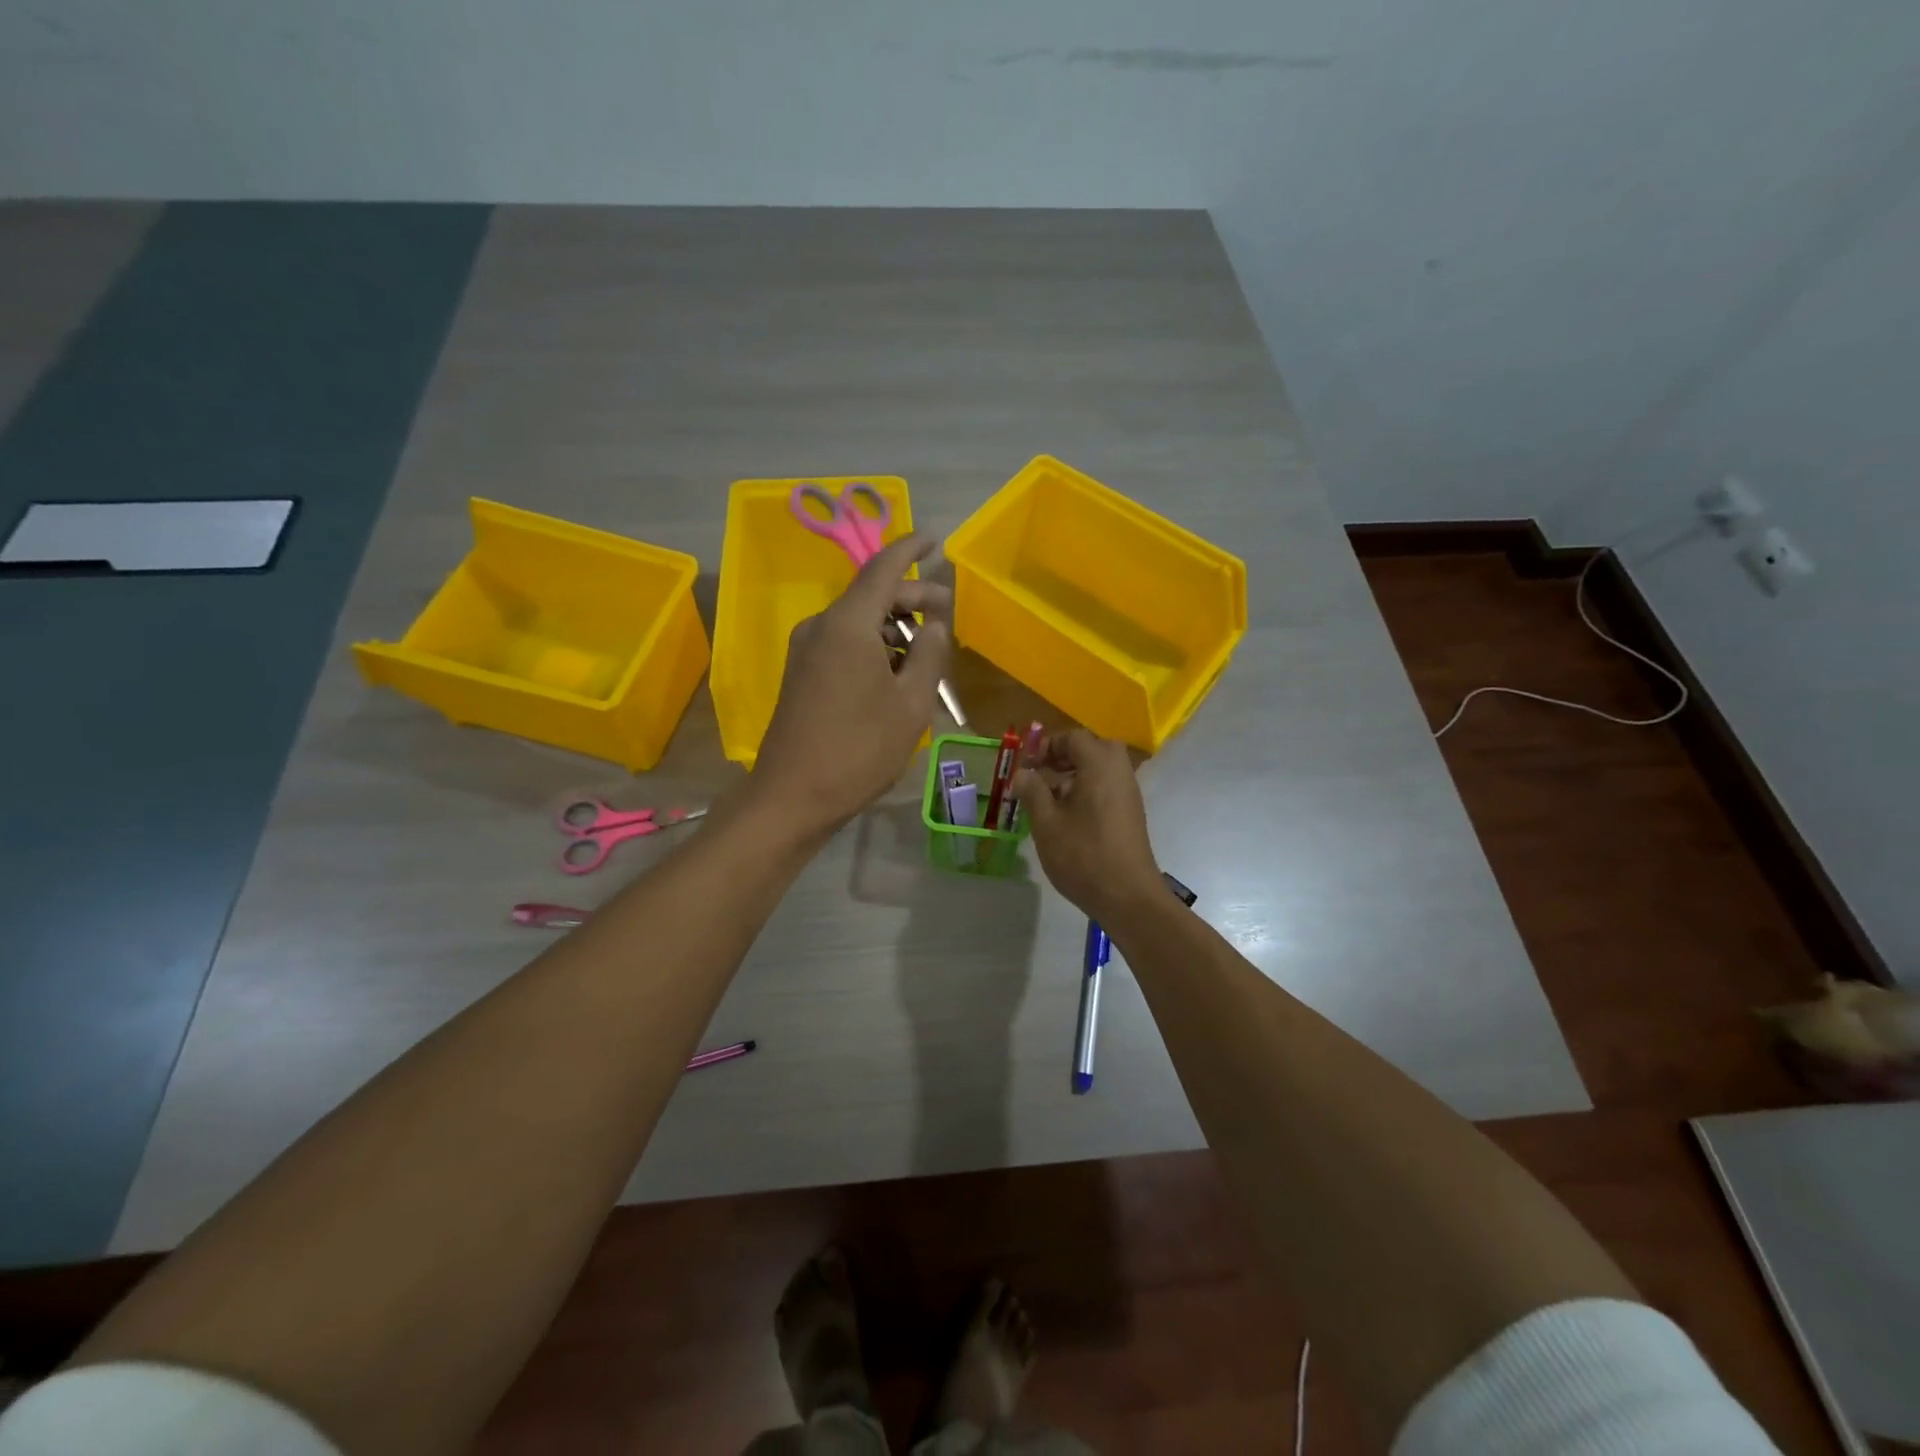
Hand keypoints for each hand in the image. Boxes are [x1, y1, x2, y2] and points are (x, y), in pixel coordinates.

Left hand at [752, 534, 952, 837]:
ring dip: (894, 626)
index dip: (910, 549)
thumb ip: (928, 654)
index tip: (934, 540)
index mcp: (848, 624)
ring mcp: (806, 650)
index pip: (883, 568)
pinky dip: (874, 645)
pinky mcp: (801, 673)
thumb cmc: (859, 749)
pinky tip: (897, 671)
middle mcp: (821, 626)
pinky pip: (843, 643)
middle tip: (948, 612)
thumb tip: (933, 624)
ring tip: (928, 650)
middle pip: (871, 595)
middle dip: (911, 596)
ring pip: (858, 621)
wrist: (793, 796)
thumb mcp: (910, 704)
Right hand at [1013, 729, 1162, 921]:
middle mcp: (1119, 771)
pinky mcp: (1130, 813)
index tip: (1026, 766)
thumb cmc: (1083, 855)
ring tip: (1046, 801)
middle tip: (1038, 777)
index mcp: (1100, 764)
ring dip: (1071, 776)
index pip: (1073, 737)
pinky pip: (1105, 788)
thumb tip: (1023, 774)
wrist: (1128, 896)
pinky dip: (1085, 791)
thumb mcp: (1046, 822)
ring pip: (1098, 770)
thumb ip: (1032, 791)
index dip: (1046, 746)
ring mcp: (1128, 793)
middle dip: (1061, 758)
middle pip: (1090, 749)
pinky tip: (1065, 818)